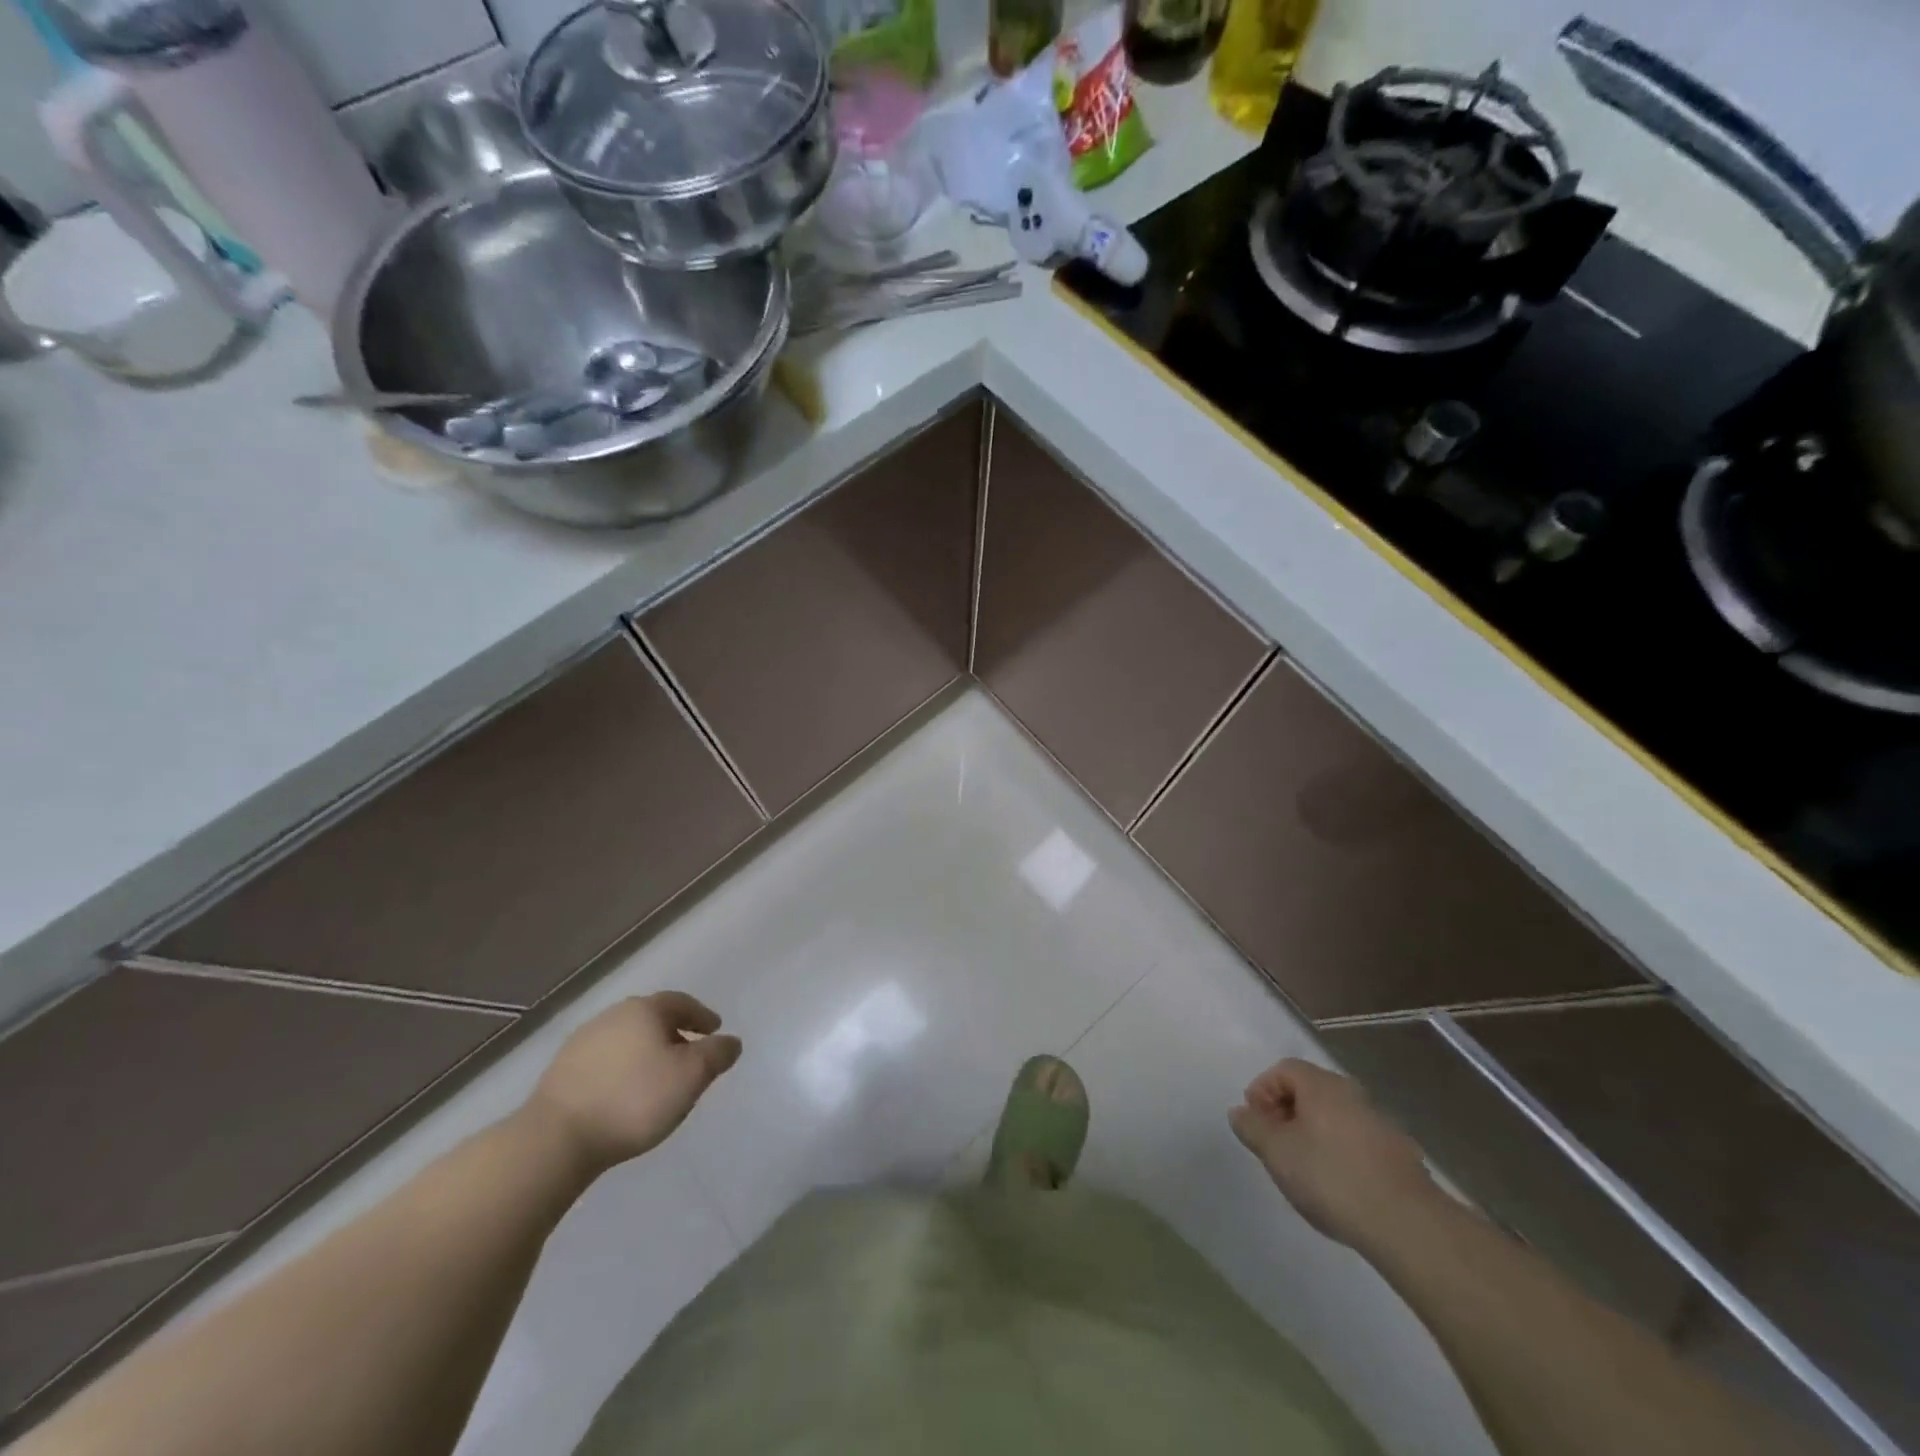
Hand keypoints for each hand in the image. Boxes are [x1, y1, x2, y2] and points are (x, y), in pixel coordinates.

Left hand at [525, 993, 741, 1175]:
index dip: (701, 1015)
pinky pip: (605, 1060)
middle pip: (652, 1018)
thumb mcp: (691, 1077)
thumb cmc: (634, 1100)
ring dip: (646, 1051)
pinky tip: (624, 1092)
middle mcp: (613, 1015)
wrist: (556, 1138)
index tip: (715, 1030)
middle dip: (673, 1032)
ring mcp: (582, 1041)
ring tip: (658, 1076)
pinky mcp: (561, 1070)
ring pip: (627, 1038)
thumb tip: (731, 1041)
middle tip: (689, 1053)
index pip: (681, 1002)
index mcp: (645, 1010)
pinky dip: (622, 1068)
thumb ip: (716, 1055)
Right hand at [1229, 1058, 1439, 1250]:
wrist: (1407, 1224)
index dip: (1262, 1090)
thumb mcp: (1277, 1152)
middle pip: (1310, 1090)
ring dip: (1313, 1134)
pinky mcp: (1400, 1155)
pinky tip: (1337, 1186)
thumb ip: (1252, 1127)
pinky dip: (1339, 1152)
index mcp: (1322, 1085)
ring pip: (1334, 1117)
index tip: (1255, 1122)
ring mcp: (1381, 1124)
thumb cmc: (1331, 1177)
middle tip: (1274, 1145)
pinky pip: (1356, 1141)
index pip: (1284, 1069)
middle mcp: (1353, 1094)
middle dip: (1286, 1113)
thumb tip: (1240, 1112)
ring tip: (1303, 1169)